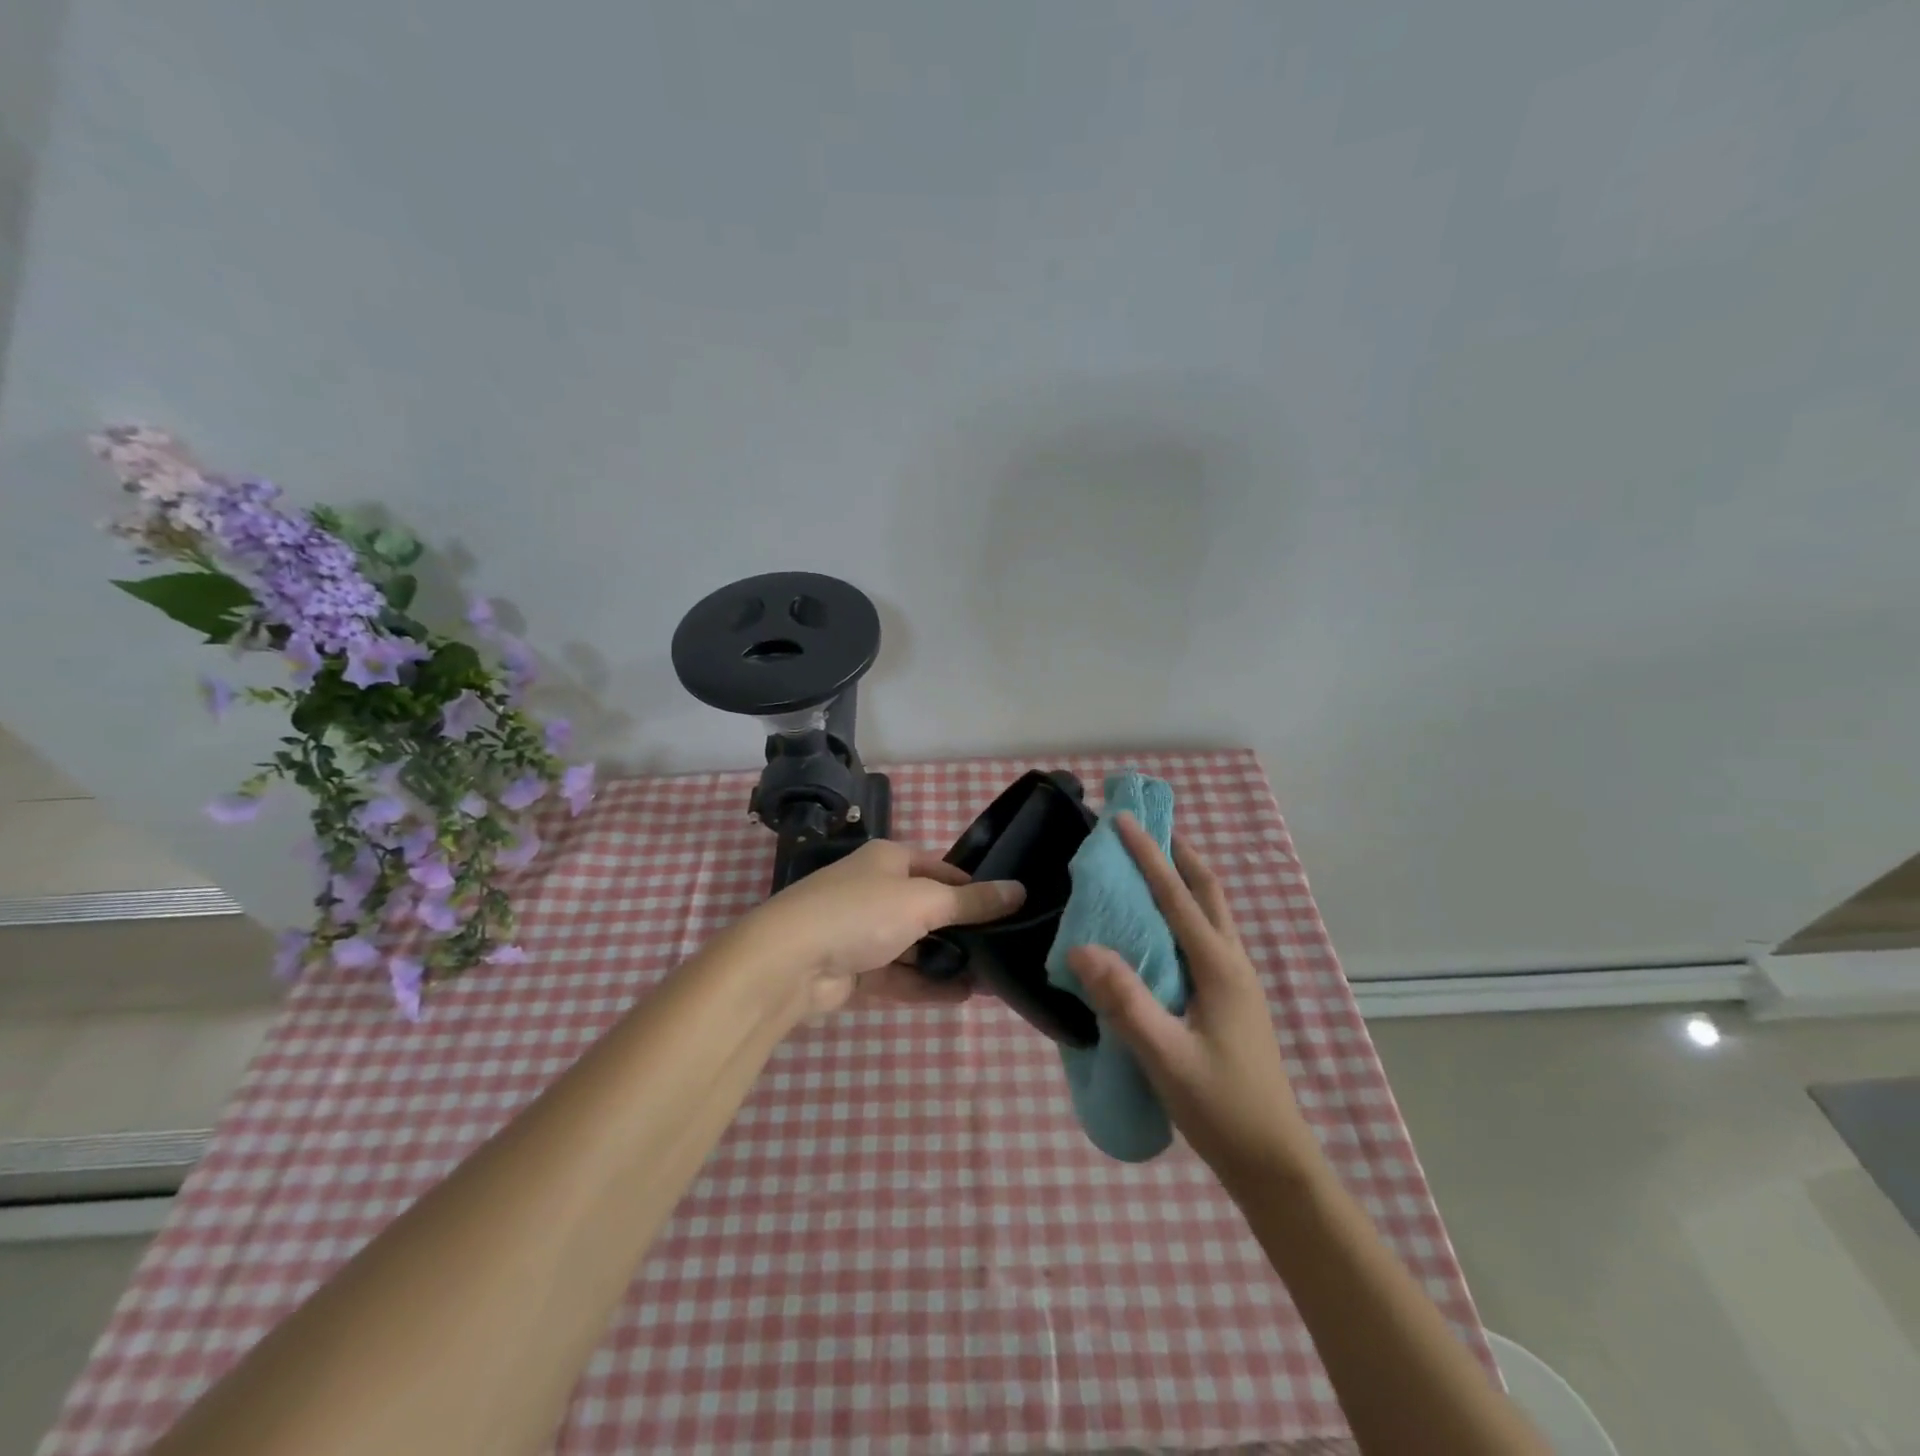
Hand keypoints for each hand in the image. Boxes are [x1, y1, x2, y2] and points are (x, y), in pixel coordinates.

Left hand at [731, 839, 1024, 1018]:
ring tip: (992, 980)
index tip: (1007, 909)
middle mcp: (875, 891)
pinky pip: (900, 976)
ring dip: (949, 962)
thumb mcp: (923, 901)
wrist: (788, 963)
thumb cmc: (859, 913)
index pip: (940, 869)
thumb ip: (971, 901)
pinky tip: (963, 996)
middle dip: (964, 932)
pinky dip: (928, 985)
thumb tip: (1019, 891)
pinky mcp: (856, 971)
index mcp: (888, 861)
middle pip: (929, 910)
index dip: (972, 887)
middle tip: (1005, 951)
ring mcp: (864, 933)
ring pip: (916, 947)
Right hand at [1066, 816, 1319, 1193]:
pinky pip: (1205, 938)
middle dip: (1179, 855)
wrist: (1272, 1161)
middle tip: (1147, 831)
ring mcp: (1236, 982)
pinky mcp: (1230, 1001)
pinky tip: (1160, 931)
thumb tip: (1081, 948)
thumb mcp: (1166, 1056)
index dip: (1149, 855)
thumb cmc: (1220, 1107)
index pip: (1177, 896)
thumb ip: (1125, 1001)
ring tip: (1151, 866)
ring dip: (1184, 881)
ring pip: (1211, 914)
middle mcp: (1232, 964)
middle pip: (1208, 892)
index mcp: (1219, 967)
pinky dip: (1184, 912)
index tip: (1124, 820)